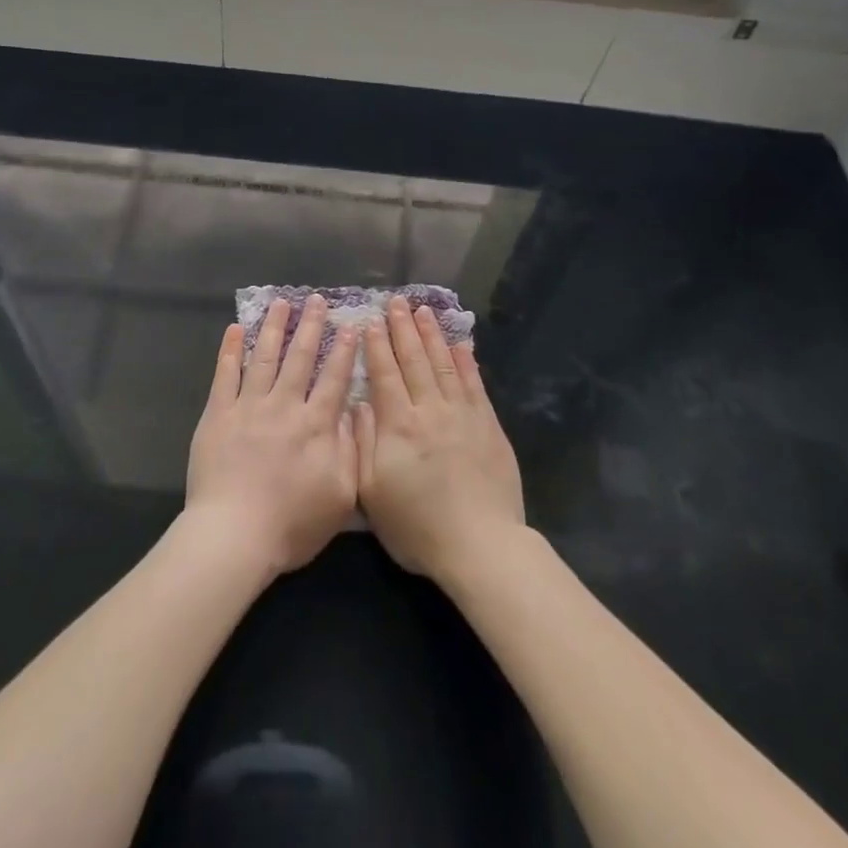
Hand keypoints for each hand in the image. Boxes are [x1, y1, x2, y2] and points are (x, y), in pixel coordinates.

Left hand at [185, 295, 359, 579]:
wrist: (234, 535)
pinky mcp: (218, 415)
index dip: (344, 351)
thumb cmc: (292, 524)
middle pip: (300, 358)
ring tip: (280, 303)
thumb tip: (353, 411)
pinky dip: (231, 350)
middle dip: (310, 326)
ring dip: (274, 328)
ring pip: (264, 357)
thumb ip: (350, 449)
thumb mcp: (341, 495)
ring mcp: (248, 407)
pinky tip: (236, 329)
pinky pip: (225, 375)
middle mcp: (284, 406)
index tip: (351, 325)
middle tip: (316, 300)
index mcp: (316, 425)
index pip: (335, 378)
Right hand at [356, 296, 524, 582]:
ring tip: (423, 311)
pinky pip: (475, 384)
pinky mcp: (488, 425)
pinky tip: (460, 344)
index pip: (385, 375)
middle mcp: (430, 410)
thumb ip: (363, 444)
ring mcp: (463, 415)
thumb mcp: (372, 494)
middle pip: (414, 360)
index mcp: (398, 425)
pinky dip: (466, 361)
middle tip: (396, 302)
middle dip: (403, 329)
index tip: (369, 321)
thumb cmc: (417, 526)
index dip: (376, 346)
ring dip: (432, 336)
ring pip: (444, 364)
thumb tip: (359, 404)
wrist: (480, 545)